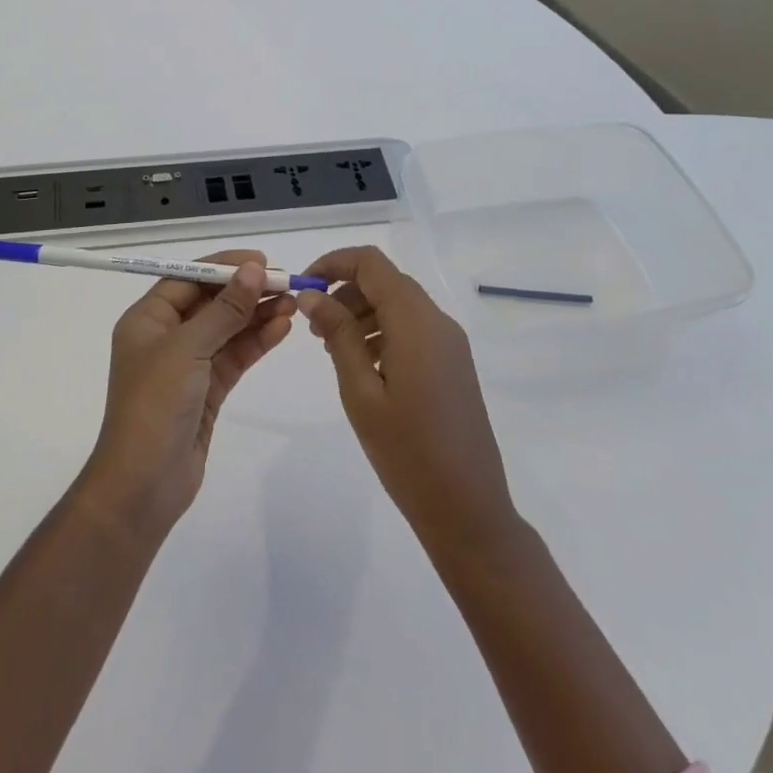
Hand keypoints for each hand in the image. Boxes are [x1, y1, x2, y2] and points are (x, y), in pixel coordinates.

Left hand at [75, 252, 293, 542]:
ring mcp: (186, 365)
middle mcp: (165, 336)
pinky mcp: (206, 391)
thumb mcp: (188, 348)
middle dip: (245, 291)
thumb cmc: (155, 404)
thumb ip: (224, 309)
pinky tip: (282, 328)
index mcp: (147, 319)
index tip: (261, 260)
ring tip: (293, 303)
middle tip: (285, 281)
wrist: (143, 485)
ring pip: (226, 329)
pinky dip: (256, 342)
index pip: (188, 278)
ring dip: (256, 315)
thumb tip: (254, 270)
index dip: (224, 267)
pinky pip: (234, 357)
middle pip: (210, 302)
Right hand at [298, 247, 521, 563]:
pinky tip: (362, 365)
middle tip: (313, 328)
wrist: (469, 510)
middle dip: (344, 291)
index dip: (333, 263)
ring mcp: (450, 343)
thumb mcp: (360, 391)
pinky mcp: (453, 363)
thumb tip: (312, 295)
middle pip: (385, 280)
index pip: (371, 262)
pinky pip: (412, 328)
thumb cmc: (407, 452)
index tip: (303, 287)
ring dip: (361, 312)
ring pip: (398, 303)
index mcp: (416, 321)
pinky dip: (382, 330)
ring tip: (331, 349)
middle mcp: (437, 321)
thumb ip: (337, 334)